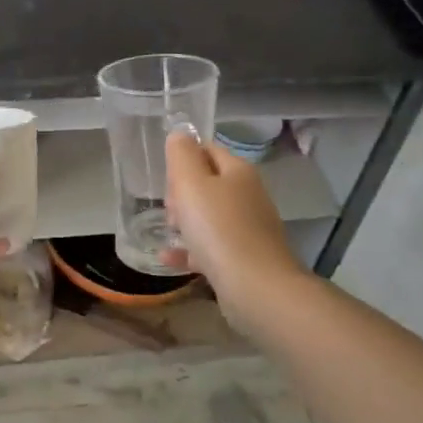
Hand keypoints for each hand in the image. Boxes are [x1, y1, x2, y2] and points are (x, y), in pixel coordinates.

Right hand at [163, 130, 301, 326]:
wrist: (256, 288)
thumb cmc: (218, 228)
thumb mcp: (191, 183)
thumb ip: (182, 155)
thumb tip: (180, 135)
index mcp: (238, 172)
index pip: (207, 150)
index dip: (183, 160)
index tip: (166, 179)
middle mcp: (248, 196)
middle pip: (207, 184)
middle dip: (182, 194)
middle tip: (169, 209)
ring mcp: (249, 229)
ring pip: (209, 217)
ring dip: (185, 222)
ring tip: (168, 233)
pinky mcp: (246, 258)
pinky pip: (212, 247)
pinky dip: (191, 250)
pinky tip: (169, 258)